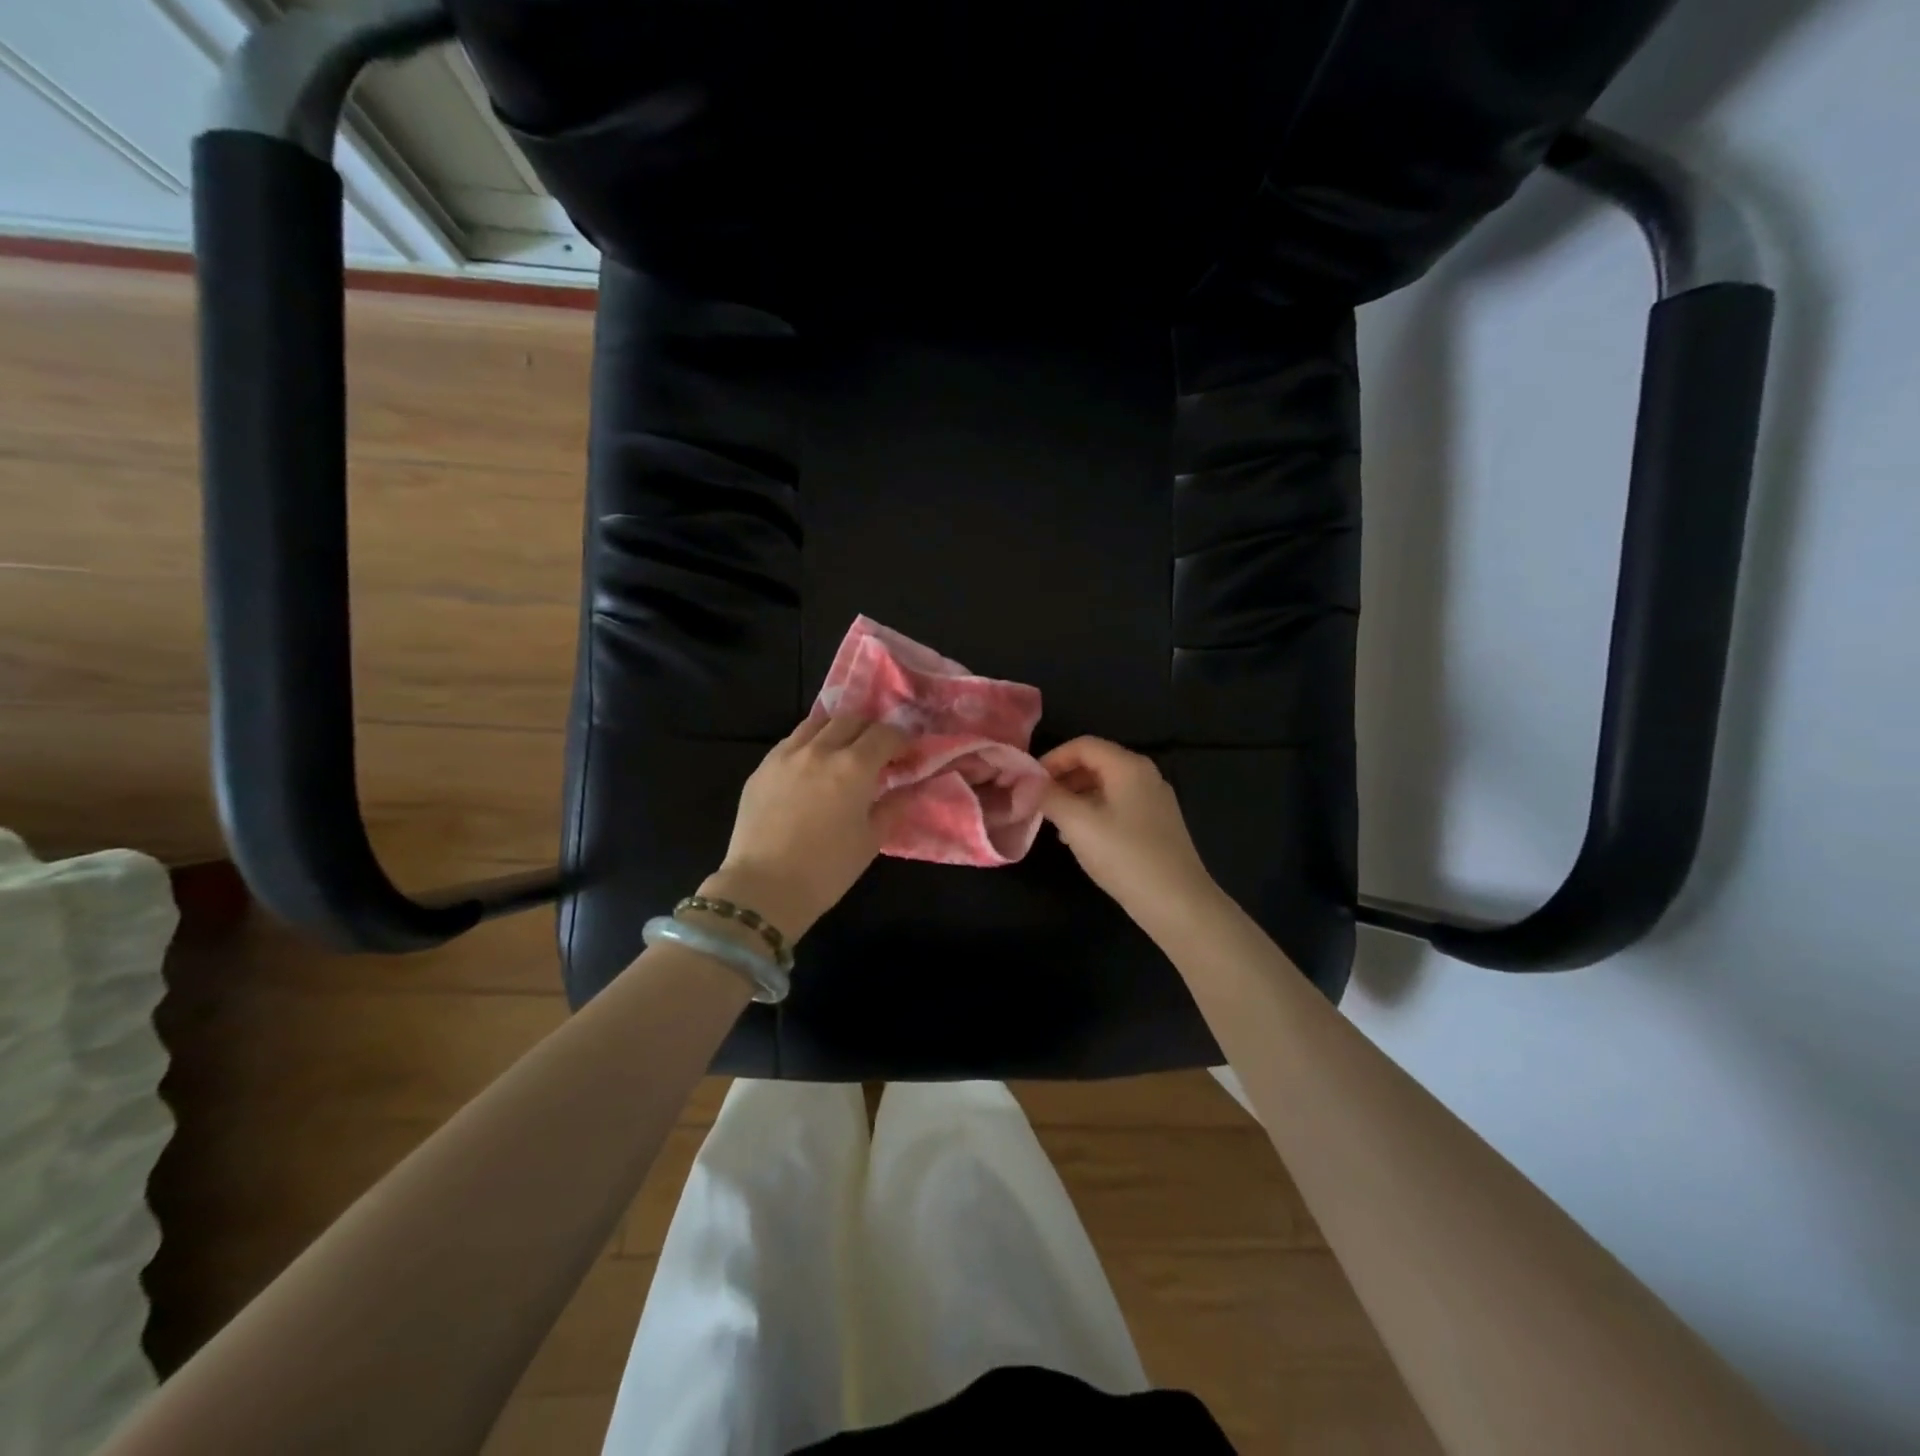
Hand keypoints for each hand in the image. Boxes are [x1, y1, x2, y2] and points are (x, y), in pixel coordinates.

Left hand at [702, 710, 908, 940]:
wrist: (764, 888)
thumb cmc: (827, 869)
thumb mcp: (871, 840)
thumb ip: (894, 807)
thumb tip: (910, 789)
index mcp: (853, 766)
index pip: (886, 734)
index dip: (902, 741)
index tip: (908, 756)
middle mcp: (820, 749)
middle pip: (852, 720)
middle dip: (871, 731)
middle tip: (878, 753)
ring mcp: (786, 754)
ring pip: (819, 723)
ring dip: (839, 730)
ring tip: (844, 752)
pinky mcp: (762, 767)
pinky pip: (792, 741)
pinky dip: (811, 743)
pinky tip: (812, 766)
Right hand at [1039, 737, 1219, 931]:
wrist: (1177, 904)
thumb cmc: (1125, 856)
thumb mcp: (1078, 823)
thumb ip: (1049, 796)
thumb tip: (1026, 782)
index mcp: (1128, 766)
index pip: (1083, 745)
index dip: (1052, 759)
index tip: (1028, 782)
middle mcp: (1145, 776)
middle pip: (1095, 763)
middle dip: (1062, 779)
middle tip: (1037, 803)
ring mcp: (1154, 801)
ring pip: (1105, 787)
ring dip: (1075, 798)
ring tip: (1053, 823)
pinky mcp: (1156, 825)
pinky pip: (1117, 806)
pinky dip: (1093, 813)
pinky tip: (1079, 839)